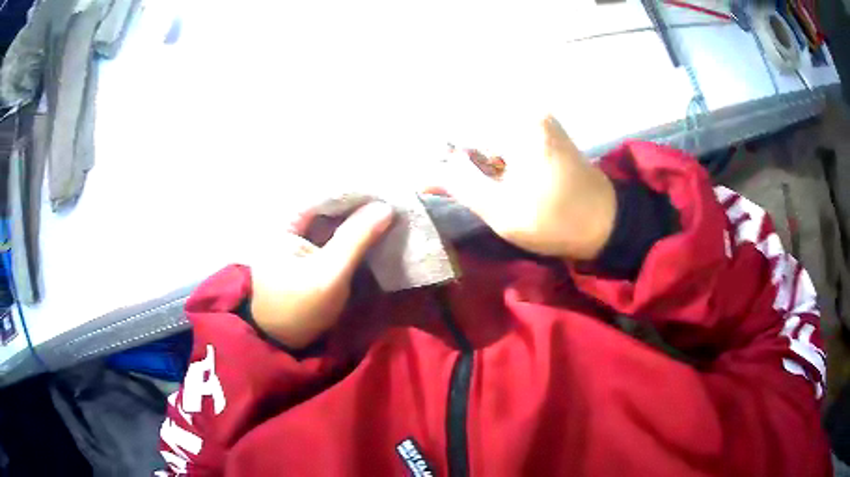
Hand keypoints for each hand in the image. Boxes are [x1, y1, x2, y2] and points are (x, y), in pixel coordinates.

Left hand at [248, 202, 393, 348]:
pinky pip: (329, 239)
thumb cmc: (301, 309)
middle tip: (388, 204)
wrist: (283, 344)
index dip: (352, 193)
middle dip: (355, 207)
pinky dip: (348, 236)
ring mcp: (294, 244)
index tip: (382, 193)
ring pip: (329, 223)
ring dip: (354, 221)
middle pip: (325, 208)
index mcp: (282, 226)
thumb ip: (356, 239)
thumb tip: (385, 207)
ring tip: (384, 214)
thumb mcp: (329, 274)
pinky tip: (369, 233)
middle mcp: (286, 228)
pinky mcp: (305, 258)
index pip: (321, 197)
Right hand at [427, 116, 615, 259]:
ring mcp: (537, 118)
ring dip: (476, 158)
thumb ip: (459, 185)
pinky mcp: (543, 129)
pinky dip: (492, 156)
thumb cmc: (557, 221)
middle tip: (453, 186)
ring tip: (481, 184)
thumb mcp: (502, 211)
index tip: (432, 177)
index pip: (458, 125)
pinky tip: (496, 177)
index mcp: (518, 124)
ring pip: (487, 132)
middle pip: (472, 125)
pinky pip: (504, 136)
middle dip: (458, 155)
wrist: (606, 224)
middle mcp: (527, 110)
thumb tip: (423, 173)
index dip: (440, 152)